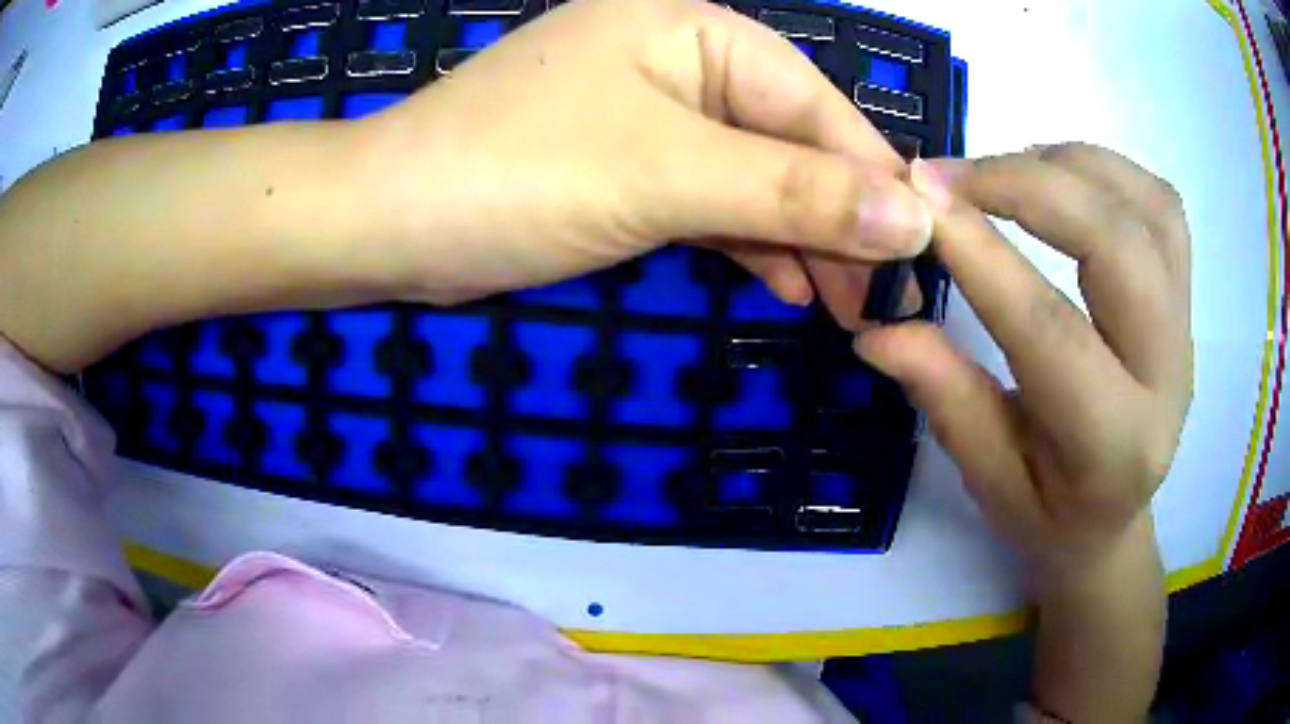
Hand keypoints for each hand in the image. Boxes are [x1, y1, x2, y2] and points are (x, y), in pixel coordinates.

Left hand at [356, 0, 928, 308]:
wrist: (389, 222)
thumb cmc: (514, 174)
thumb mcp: (666, 175)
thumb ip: (794, 193)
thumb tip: (911, 220)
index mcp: (695, 30)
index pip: (816, 107)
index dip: (874, 183)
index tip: (925, 254)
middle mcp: (681, 60)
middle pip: (791, 142)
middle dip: (839, 221)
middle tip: (885, 300)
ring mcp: (652, 113)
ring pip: (755, 176)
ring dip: (801, 240)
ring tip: (848, 306)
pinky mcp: (627, 164)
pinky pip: (712, 199)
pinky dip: (750, 241)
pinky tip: (789, 283)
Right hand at [854, 144, 1192, 579]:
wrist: (1114, 521)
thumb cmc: (1049, 516)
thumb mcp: (988, 481)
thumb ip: (945, 398)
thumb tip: (877, 326)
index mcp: (1114, 446)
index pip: (1052, 331)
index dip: (982, 256)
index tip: (916, 201)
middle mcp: (1168, 376)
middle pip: (1119, 245)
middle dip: (1028, 186)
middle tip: (948, 176)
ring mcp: (1187, 327)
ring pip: (1147, 207)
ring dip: (1068, 166)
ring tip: (1002, 171)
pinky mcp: (1186, 296)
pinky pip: (1159, 204)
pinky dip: (1105, 170)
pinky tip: (1059, 179)